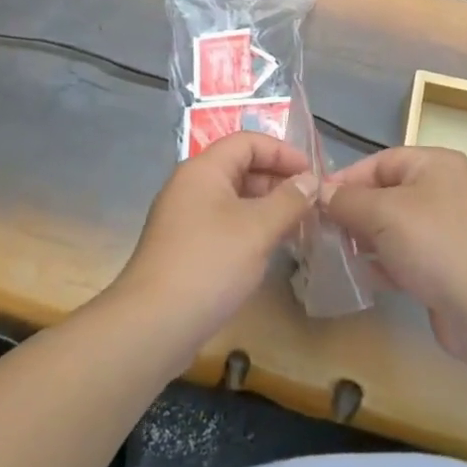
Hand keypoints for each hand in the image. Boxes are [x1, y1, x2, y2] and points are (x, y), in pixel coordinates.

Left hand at [112, 131, 316, 353]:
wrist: (154, 324)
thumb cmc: (210, 264)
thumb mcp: (258, 229)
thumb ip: (289, 200)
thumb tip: (310, 180)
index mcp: (203, 169)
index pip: (247, 141)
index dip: (282, 151)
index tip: (313, 174)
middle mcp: (190, 186)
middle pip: (240, 167)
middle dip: (278, 180)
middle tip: (312, 203)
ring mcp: (184, 218)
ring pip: (233, 198)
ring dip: (267, 206)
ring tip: (299, 225)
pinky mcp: (185, 247)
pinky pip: (224, 223)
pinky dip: (250, 228)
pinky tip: (271, 248)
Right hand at [324, 147, 466, 359]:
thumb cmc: (434, 243)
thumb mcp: (382, 212)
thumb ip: (346, 200)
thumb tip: (320, 193)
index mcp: (435, 165)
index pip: (380, 162)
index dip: (346, 179)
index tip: (314, 201)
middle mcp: (444, 191)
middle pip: (386, 194)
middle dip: (353, 212)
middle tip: (320, 231)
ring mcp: (447, 231)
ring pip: (394, 228)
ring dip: (365, 240)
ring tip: (334, 254)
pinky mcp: (446, 266)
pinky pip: (406, 256)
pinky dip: (384, 264)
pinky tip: (362, 277)